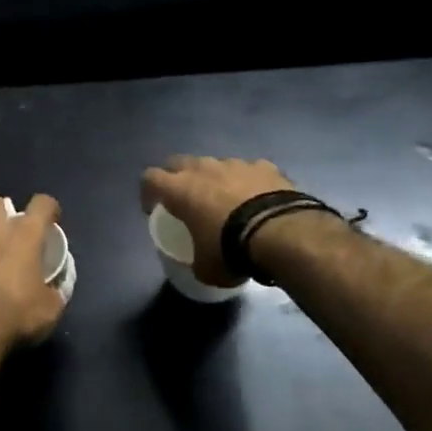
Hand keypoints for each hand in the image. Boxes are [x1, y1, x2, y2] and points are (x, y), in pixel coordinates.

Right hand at [140, 155, 295, 286]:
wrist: (283, 233)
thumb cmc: (231, 250)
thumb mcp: (205, 268)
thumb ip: (195, 260)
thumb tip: (199, 264)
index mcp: (180, 189)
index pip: (149, 178)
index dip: (148, 193)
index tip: (154, 210)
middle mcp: (204, 169)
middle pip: (180, 162)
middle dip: (178, 178)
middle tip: (186, 201)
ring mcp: (236, 164)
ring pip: (216, 164)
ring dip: (215, 179)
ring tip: (227, 202)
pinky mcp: (266, 166)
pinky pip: (249, 170)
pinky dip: (249, 182)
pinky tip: (258, 200)